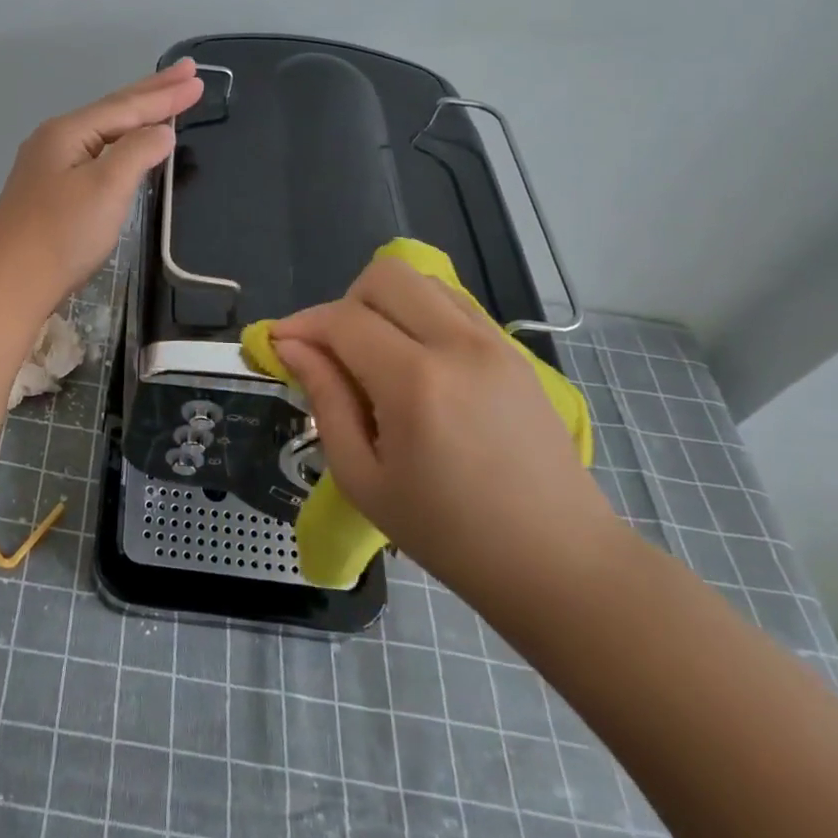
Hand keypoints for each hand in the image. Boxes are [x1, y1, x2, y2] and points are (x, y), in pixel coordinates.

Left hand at [0, 60, 203, 310]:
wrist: (9, 283)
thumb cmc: (61, 233)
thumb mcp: (106, 187)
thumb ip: (137, 152)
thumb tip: (161, 132)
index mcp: (68, 132)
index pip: (126, 106)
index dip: (165, 95)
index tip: (199, 78)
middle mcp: (55, 141)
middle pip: (113, 110)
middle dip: (152, 92)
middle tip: (187, 72)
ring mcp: (49, 167)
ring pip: (103, 132)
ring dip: (137, 116)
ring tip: (164, 100)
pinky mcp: (50, 193)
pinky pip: (95, 154)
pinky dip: (121, 143)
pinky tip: (128, 146)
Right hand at [271, 254, 625, 624]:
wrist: (558, 561)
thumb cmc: (449, 534)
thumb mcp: (364, 479)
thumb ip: (326, 401)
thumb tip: (292, 348)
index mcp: (416, 383)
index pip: (343, 320)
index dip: (302, 326)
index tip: (279, 346)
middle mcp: (458, 345)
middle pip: (384, 276)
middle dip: (343, 304)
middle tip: (334, 353)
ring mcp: (494, 342)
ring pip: (421, 281)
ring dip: (384, 304)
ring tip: (375, 356)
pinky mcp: (513, 351)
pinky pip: (453, 303)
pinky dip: (420, 313)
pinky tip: (415, 361)